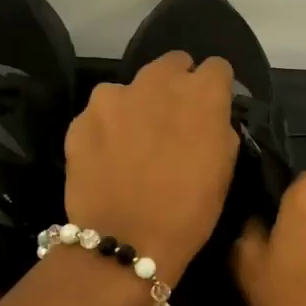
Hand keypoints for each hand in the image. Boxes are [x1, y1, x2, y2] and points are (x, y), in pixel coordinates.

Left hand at [64, 52, 237, 284]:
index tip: (211, 109)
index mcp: (201, 93)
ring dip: (137, 106)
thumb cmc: (188, 212)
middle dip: (176, 85)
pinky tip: (108, 159)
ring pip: (132, 89)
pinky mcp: (81, 117)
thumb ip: (219, 130)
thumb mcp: (224, 171)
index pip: (217, 68)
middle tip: (173, 121)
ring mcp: (113, 96)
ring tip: (134, 143)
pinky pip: (101, 114)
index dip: (215, 88)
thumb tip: (211, 119)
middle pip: (172, 64)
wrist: (126, 240)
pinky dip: (107, 128)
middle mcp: (157, 81)